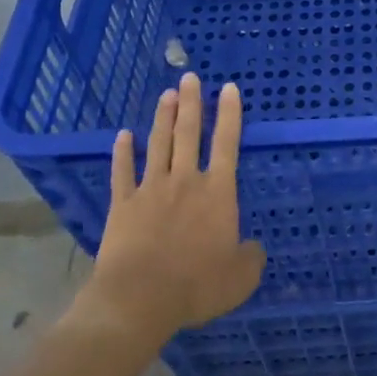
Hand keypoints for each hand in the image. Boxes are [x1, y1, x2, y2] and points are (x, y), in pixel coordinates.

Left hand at [81, 74, 266, 346]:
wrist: (139, 299)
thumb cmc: (196, 286)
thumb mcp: (240, 278)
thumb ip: (250, 257)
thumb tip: (253, 247)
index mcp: (217, 193)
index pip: (227, 144)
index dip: (229, 114)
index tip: (228, 88)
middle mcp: (186, 181)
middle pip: (189, 133)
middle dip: (192, 103)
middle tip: (189, 76)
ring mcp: (151, 189)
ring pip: (159, 144)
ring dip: (164, 117)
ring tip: (167, 94)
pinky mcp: (123, 205)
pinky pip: (123, 172)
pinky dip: (123, 153)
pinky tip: (123, 136)